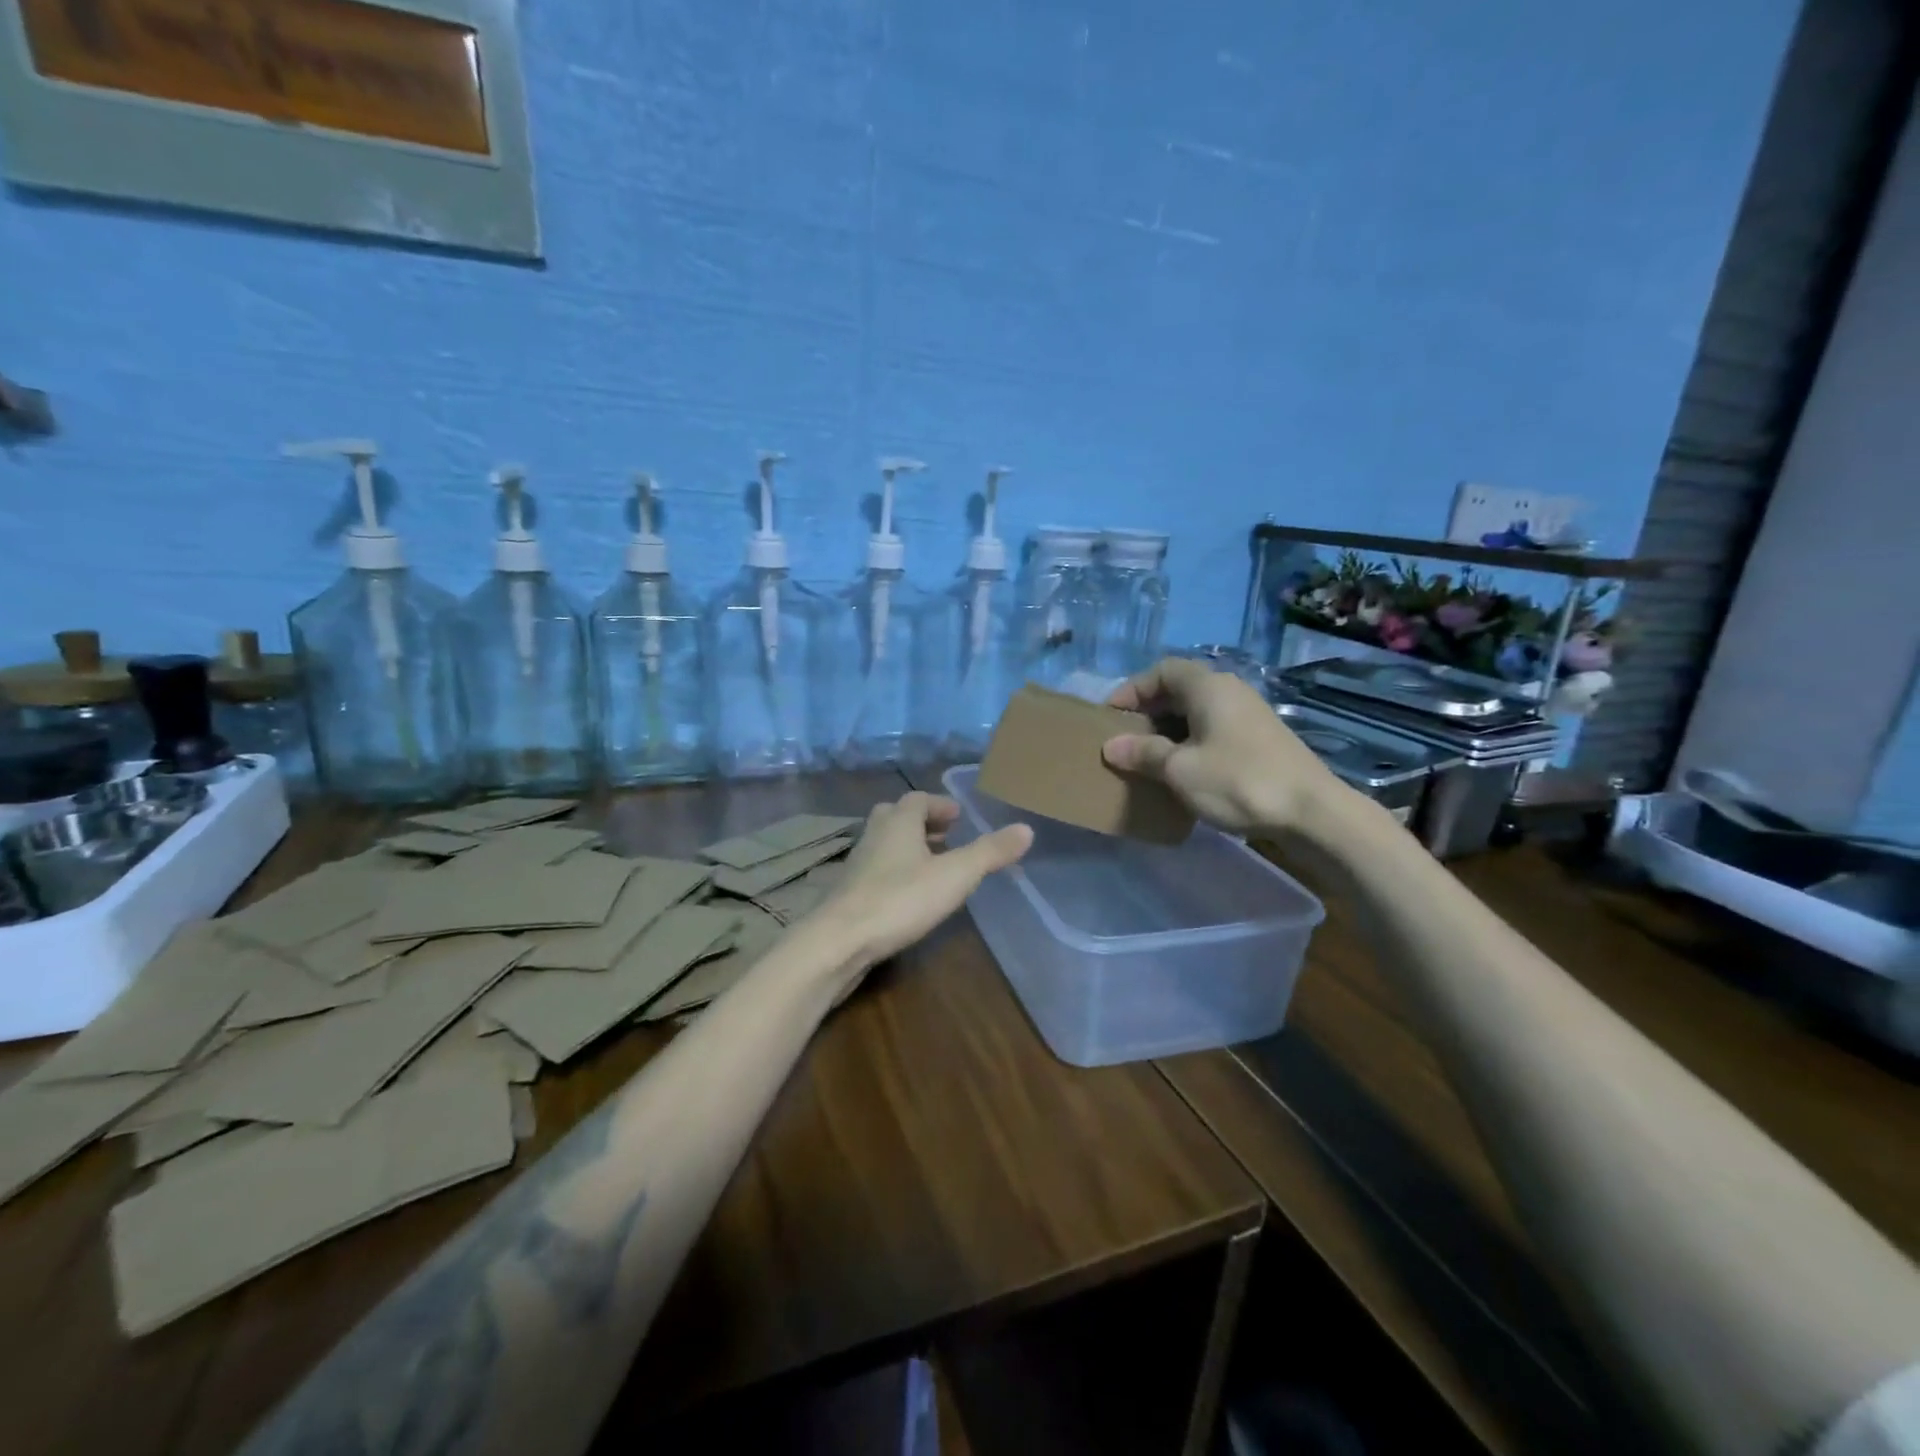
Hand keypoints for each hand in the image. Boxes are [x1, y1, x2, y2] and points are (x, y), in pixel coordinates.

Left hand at [813, 792, 1031, 978]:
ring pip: (884, 844)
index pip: (918, 799)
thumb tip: (1026, 828)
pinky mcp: (848, 893)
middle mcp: (874, 835)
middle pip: (896, 817)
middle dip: (922, 824)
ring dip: (908, 849)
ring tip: (933, 867)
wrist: (839, 941)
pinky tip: (908, 897)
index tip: (959, 817)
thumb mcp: (955, 875)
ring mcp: (857, 864)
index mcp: (898, 821)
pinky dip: (895, 873)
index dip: (940, 805)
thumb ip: (990, 852)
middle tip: (947, 837)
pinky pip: (875, 871)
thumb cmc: (900, 899)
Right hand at [1102, 657, 1351, 837]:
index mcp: (1209, 687)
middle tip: (1125, 740)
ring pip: (1197, 713)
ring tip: (1147, 759)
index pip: (1161, 671)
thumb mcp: (1180, 770)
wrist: (1312, 813)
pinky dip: (1191, 743)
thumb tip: (1111, 746)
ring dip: (1168, 731)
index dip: (1132, 690)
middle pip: (1179, 690)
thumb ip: (1143, 753)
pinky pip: (1213, 730)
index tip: (1110, 717)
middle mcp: (1230, 691)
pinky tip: (1182, 772)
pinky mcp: (1260, 740)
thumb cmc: (1238, 782)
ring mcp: (1249, 715)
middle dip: (1148, 712)